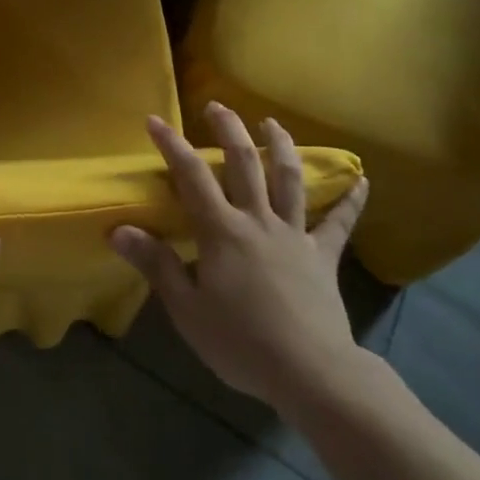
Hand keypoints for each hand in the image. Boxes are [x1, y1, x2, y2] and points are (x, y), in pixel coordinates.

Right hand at [111, 103, 369, 409]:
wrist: (311, 373)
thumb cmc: (241, 343)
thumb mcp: (187, 309)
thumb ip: (156, 264)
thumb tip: (118, 229)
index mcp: (222, 231)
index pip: (191, 176)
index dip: (172, 145)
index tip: (155, 120)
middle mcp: (258, 220)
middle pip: (243, 163)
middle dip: (228, 129)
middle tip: (217, 106)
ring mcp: (295, 235)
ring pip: (288, 179)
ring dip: (280, 146)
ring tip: (272, 123)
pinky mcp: (323, 256)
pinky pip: (339, 223)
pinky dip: (351, 200)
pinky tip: (362, 179)